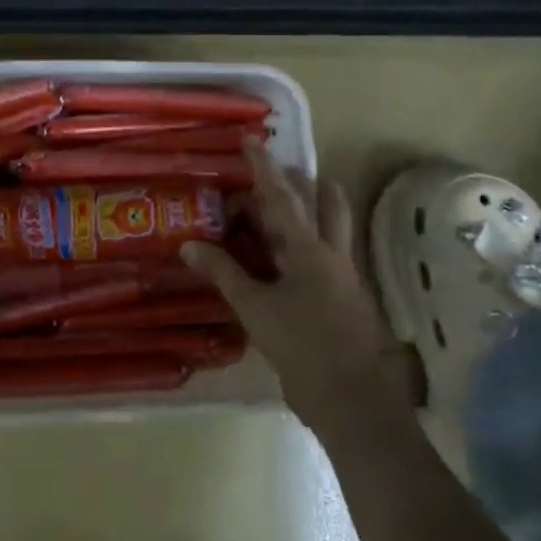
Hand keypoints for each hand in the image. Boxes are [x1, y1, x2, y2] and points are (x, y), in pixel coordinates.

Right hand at [181, 145, 412, 429]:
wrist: (350, 399)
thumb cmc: (302, 346)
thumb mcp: (255, 308)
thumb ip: (224, 273)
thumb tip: (190, 245)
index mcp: (310, 250)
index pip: (283, 198)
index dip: (264, 168)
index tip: (253, 141)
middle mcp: (332, 255)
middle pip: (327, 204)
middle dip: (306, 183)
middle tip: (279, 175)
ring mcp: (344, 277)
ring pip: (331, 229)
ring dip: (310, 212)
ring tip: (279, 212)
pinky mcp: (346, 299)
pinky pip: (326, 257)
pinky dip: (305, 246)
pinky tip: (284, 260)